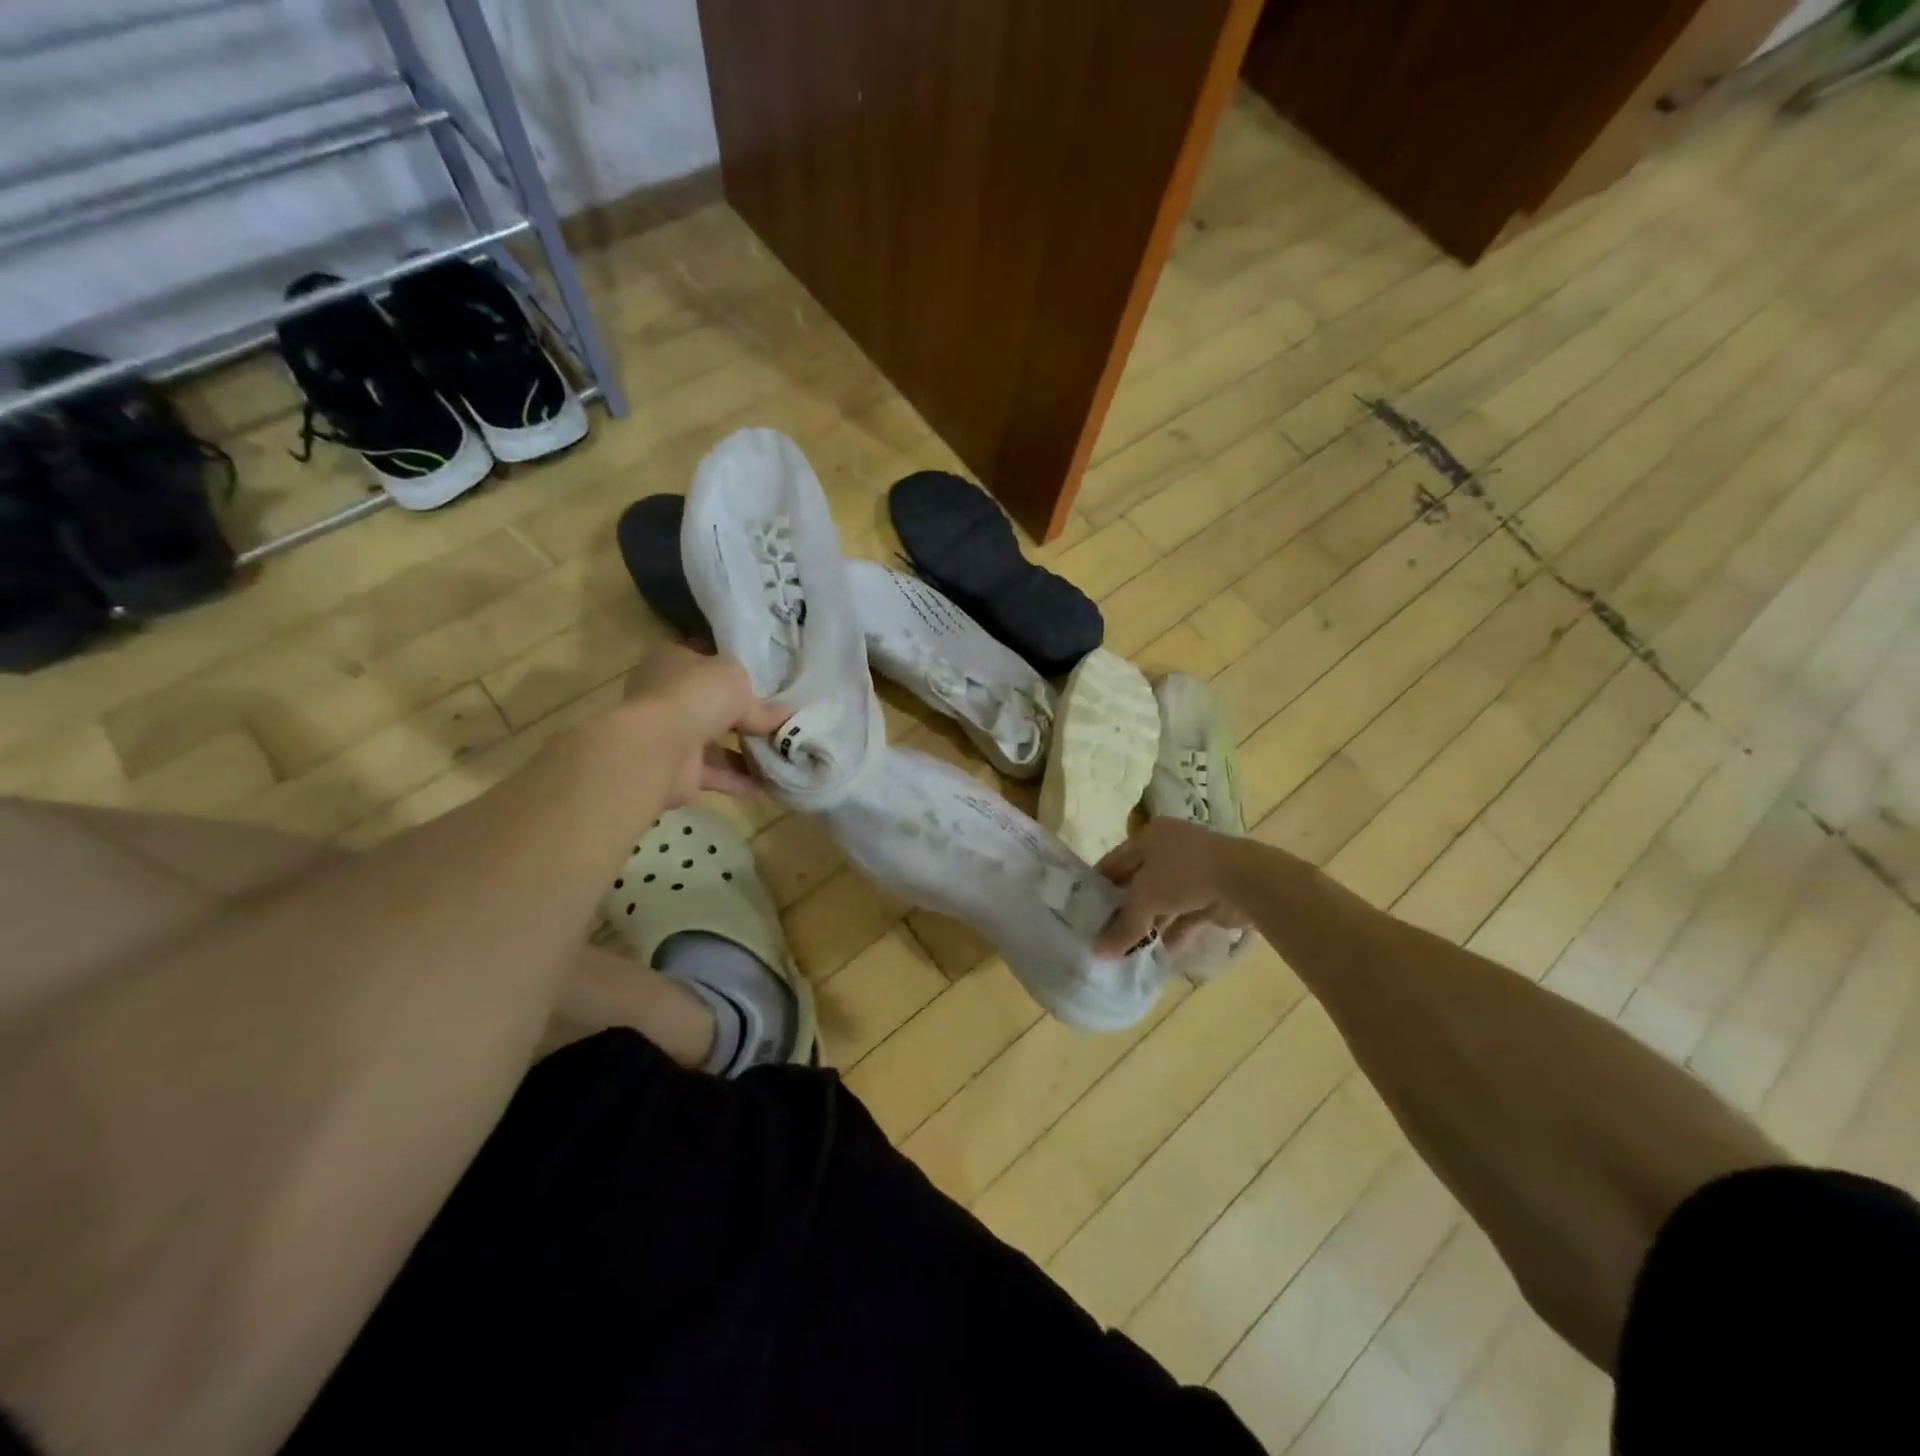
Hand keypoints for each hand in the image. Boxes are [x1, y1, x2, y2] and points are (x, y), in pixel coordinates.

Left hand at [623, 644, 788, 803]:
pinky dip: (741, 780)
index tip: (767, 685)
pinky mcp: (677, 770)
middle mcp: (667, 696)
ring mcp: (671, 735)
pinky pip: (716, 773)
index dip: (734, 672)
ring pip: (715, 743)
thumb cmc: (696, 695)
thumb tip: (786, 716)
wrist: (658, 747)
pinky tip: (771, 785)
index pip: (706, 662)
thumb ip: (761, 703)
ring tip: (784, 757)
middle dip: (745, 718)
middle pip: (713, 706)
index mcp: (674, 662)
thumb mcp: (738, 683)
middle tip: (781, 724)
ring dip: (747, 752)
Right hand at [1096, 819, 1250, 955]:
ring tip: (1127, 952)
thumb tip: (1099, 952)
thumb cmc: (1183, 874)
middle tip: (1104, 936)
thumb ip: (1123, 927)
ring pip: (1162, 901)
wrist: (1243, 879)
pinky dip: (1172, 934)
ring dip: (1148, 926)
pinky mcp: (1211, 894)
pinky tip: (1157, 957)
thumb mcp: (1144, 899)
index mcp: (1148, 837)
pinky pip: (1184, 916)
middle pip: (1138, 883)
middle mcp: (1169, 849)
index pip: (1114, 862)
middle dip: (1124, 911)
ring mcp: (1192, 872)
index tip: (1084, 912)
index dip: (1098, 887)